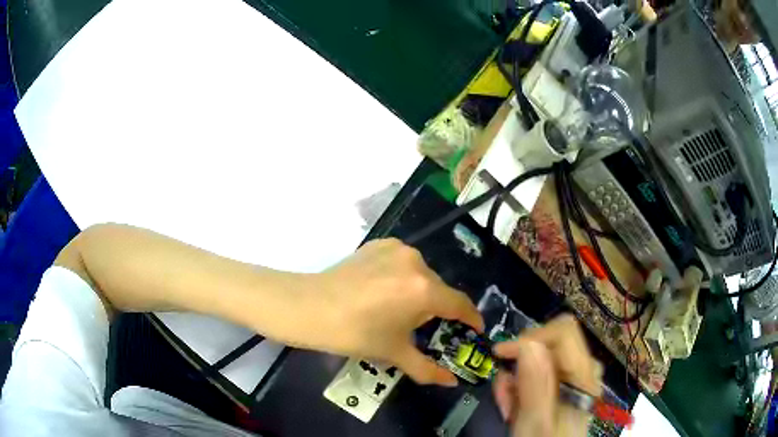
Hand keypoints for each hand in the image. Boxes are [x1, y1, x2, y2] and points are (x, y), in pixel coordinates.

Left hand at [311, 238, 483, 385]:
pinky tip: (383, 290)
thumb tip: (451, 382)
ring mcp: (397, 249)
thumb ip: (428, 370)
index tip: (474, 329)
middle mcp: (417, 263)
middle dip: (437, 309)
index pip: (460, 304)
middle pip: (439, 289)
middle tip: (424, 328)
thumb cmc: (355, 334)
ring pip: (420, 274)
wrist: (310, 307)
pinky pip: (402, 262)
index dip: (471, 319)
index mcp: (424, 291)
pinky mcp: (379, 243)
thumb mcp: (394, 354)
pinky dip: (401, 276)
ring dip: (418, 291)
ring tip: (397, 309)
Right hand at [492, 315, 602, 436]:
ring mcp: (572, 377)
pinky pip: (535, 372)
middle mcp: (582, 370)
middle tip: (504, 389)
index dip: (530, 337)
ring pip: (538, 358)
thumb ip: (536, 384)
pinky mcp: (561, 385)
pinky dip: (518, 385)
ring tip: (507, 405)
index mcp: (584, 375)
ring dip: (515, 378)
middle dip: (519, 361)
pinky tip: (513, 407)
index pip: (562, 332)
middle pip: (549, 343)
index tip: (501, 355)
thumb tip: (528, 343)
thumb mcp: (536, 421)